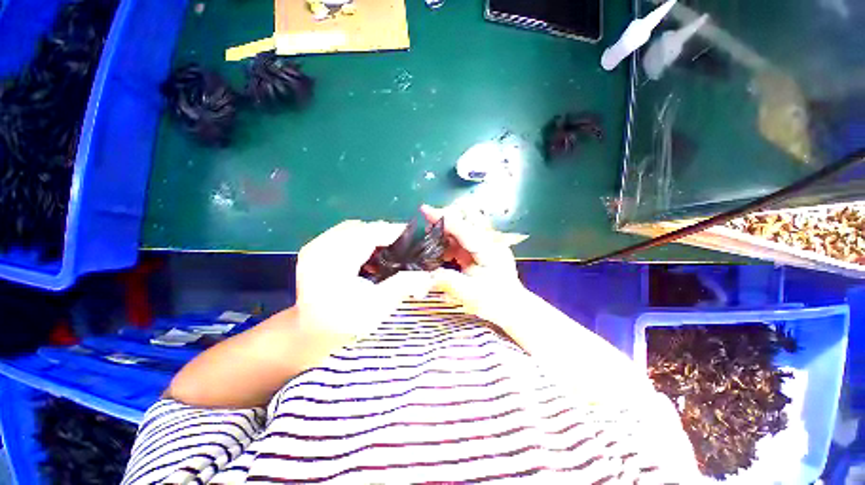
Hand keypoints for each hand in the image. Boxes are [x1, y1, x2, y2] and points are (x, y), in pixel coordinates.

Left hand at [296, 220, 434, 339]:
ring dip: (373, 236)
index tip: (415, 238)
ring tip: (387, 253)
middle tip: (403, 249)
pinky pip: (344, 234)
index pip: (372, 232)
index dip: (396, 232)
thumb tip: (426, 274)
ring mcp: (316, 245)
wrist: (307, 332)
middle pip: (363, 228)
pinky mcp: (316, 248)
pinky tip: (369, 256)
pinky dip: (361, 240)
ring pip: (354, 228)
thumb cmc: (342, 323)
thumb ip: (401, 286)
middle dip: (386, 235)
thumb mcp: (376, 308)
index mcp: (335, 260)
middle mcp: (322, 246)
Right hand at [420, 205, 528, 320]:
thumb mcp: (470, 294)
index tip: (424, 209)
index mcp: (488, 249)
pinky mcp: (482, 248)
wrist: (512, 307)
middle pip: (468, 215)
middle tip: (429, 229)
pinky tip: (443, 253)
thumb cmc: (494, 301)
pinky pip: (463, 236)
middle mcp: (489, 240)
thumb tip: (426, 274)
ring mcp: (487, 242)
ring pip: (464, 223)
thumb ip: (447, 281)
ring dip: (447, 229)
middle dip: (447, 217)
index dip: (443, 218)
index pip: (463, 227)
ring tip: (433, 241)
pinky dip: (450, 240)